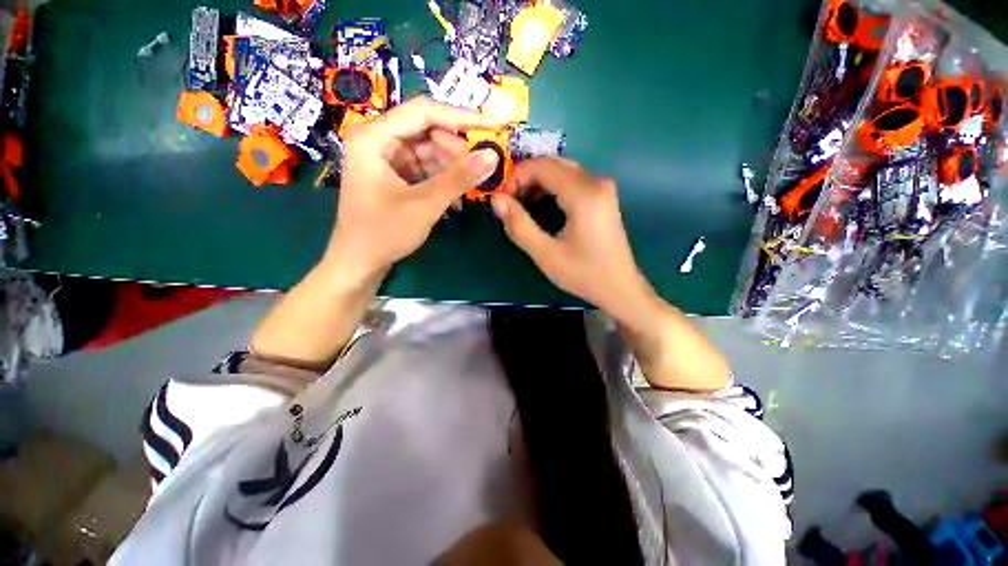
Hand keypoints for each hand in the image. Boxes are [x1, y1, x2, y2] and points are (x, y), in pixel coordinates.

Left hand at [325, 97, 501, 279]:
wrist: (360, 264)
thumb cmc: (383, 233)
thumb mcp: (424, 205)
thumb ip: (458, 179)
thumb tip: (493, 155)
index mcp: (374, 137)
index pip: (424, 112)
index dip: (462, 116)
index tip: (494, 125)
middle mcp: (379, 140)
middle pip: (429, 132)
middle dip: (457, 152)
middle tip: (480, 172)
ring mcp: (387, 159)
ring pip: (431, 152)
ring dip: (453, 170)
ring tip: (471, 188)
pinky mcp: (396, 176)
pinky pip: (426, 169)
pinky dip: (443, 181)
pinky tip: (456, 199)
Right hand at [493, 159, 730, 390]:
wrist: (620, 288)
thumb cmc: (583, 274)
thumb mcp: (546, 254)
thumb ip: (519, 225)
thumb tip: (496, 200)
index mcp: (583, 194)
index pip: (542, 167)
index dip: (516, 177)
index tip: (502, 200)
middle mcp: (596, 182)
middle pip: (552, 164)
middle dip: (526, 178)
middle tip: (509, 202)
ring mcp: (603, 187)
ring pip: (562, 170)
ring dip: (538, 182)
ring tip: (521, 204)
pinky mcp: (603, 196)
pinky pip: (572, 180)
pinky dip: (552, 187)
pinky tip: (541, 204)